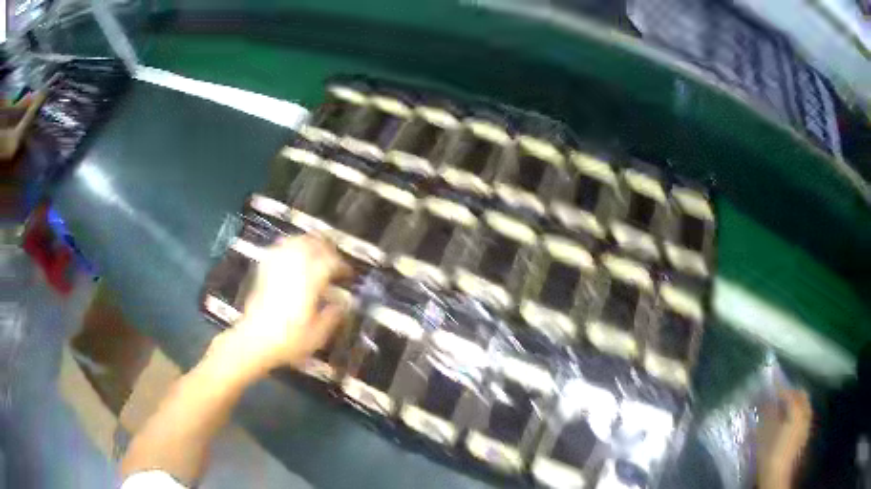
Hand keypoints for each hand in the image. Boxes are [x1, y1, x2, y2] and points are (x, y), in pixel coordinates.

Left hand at [211, 236, 349, 378]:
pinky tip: (292, 252)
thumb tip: (344, 303)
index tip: (348, 274)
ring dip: (309, 243)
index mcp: (309, 283)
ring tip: (317, 251)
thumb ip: (333, 315)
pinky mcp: (265, 271)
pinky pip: (278, 249)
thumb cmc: (289, 340)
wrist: (255, 341)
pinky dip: (289, 246)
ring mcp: (277, 268)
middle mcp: (293, 269)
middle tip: (335, 259)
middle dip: (327, 248)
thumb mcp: (318, 335)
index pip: (330, 263)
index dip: (342, 266)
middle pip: (312, 244)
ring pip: (295, 242)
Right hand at [757, 388, 812, 488]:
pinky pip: (804, 416)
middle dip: (791, 392)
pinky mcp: (804, 434)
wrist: (776, 476)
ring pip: (804, 405)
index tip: (771, 382)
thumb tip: (764, 399)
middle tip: (780, 394)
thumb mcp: (765, 435)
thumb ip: (767, 414)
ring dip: (795, 403)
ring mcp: (806, 424)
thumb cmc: (770, 454)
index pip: (789, 392)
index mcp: (797, 410)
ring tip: (784, 407)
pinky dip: (797, 413)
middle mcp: (805, 413)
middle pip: (801, 395)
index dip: (779, 387)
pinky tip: (788, 422)